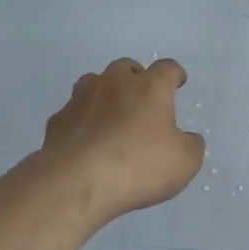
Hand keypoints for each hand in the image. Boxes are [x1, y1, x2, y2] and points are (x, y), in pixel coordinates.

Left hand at [38, 57, 205, 225]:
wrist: (77, 182)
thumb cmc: (139, 166)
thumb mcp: (184, 162)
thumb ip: (191, 145)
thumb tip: (187, 138)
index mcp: (150, 88)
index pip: (167, 68)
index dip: (175, 74)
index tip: (178, 81)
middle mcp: (115, 83)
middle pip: (126, 67)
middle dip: (136, 78)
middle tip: (142, 98)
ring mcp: (81, 98)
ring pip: (95, 82)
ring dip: (105, 93)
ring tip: (111, 114)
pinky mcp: (58, 120)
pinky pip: (74, 112)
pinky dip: (82, 120)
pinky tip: (86, 139)